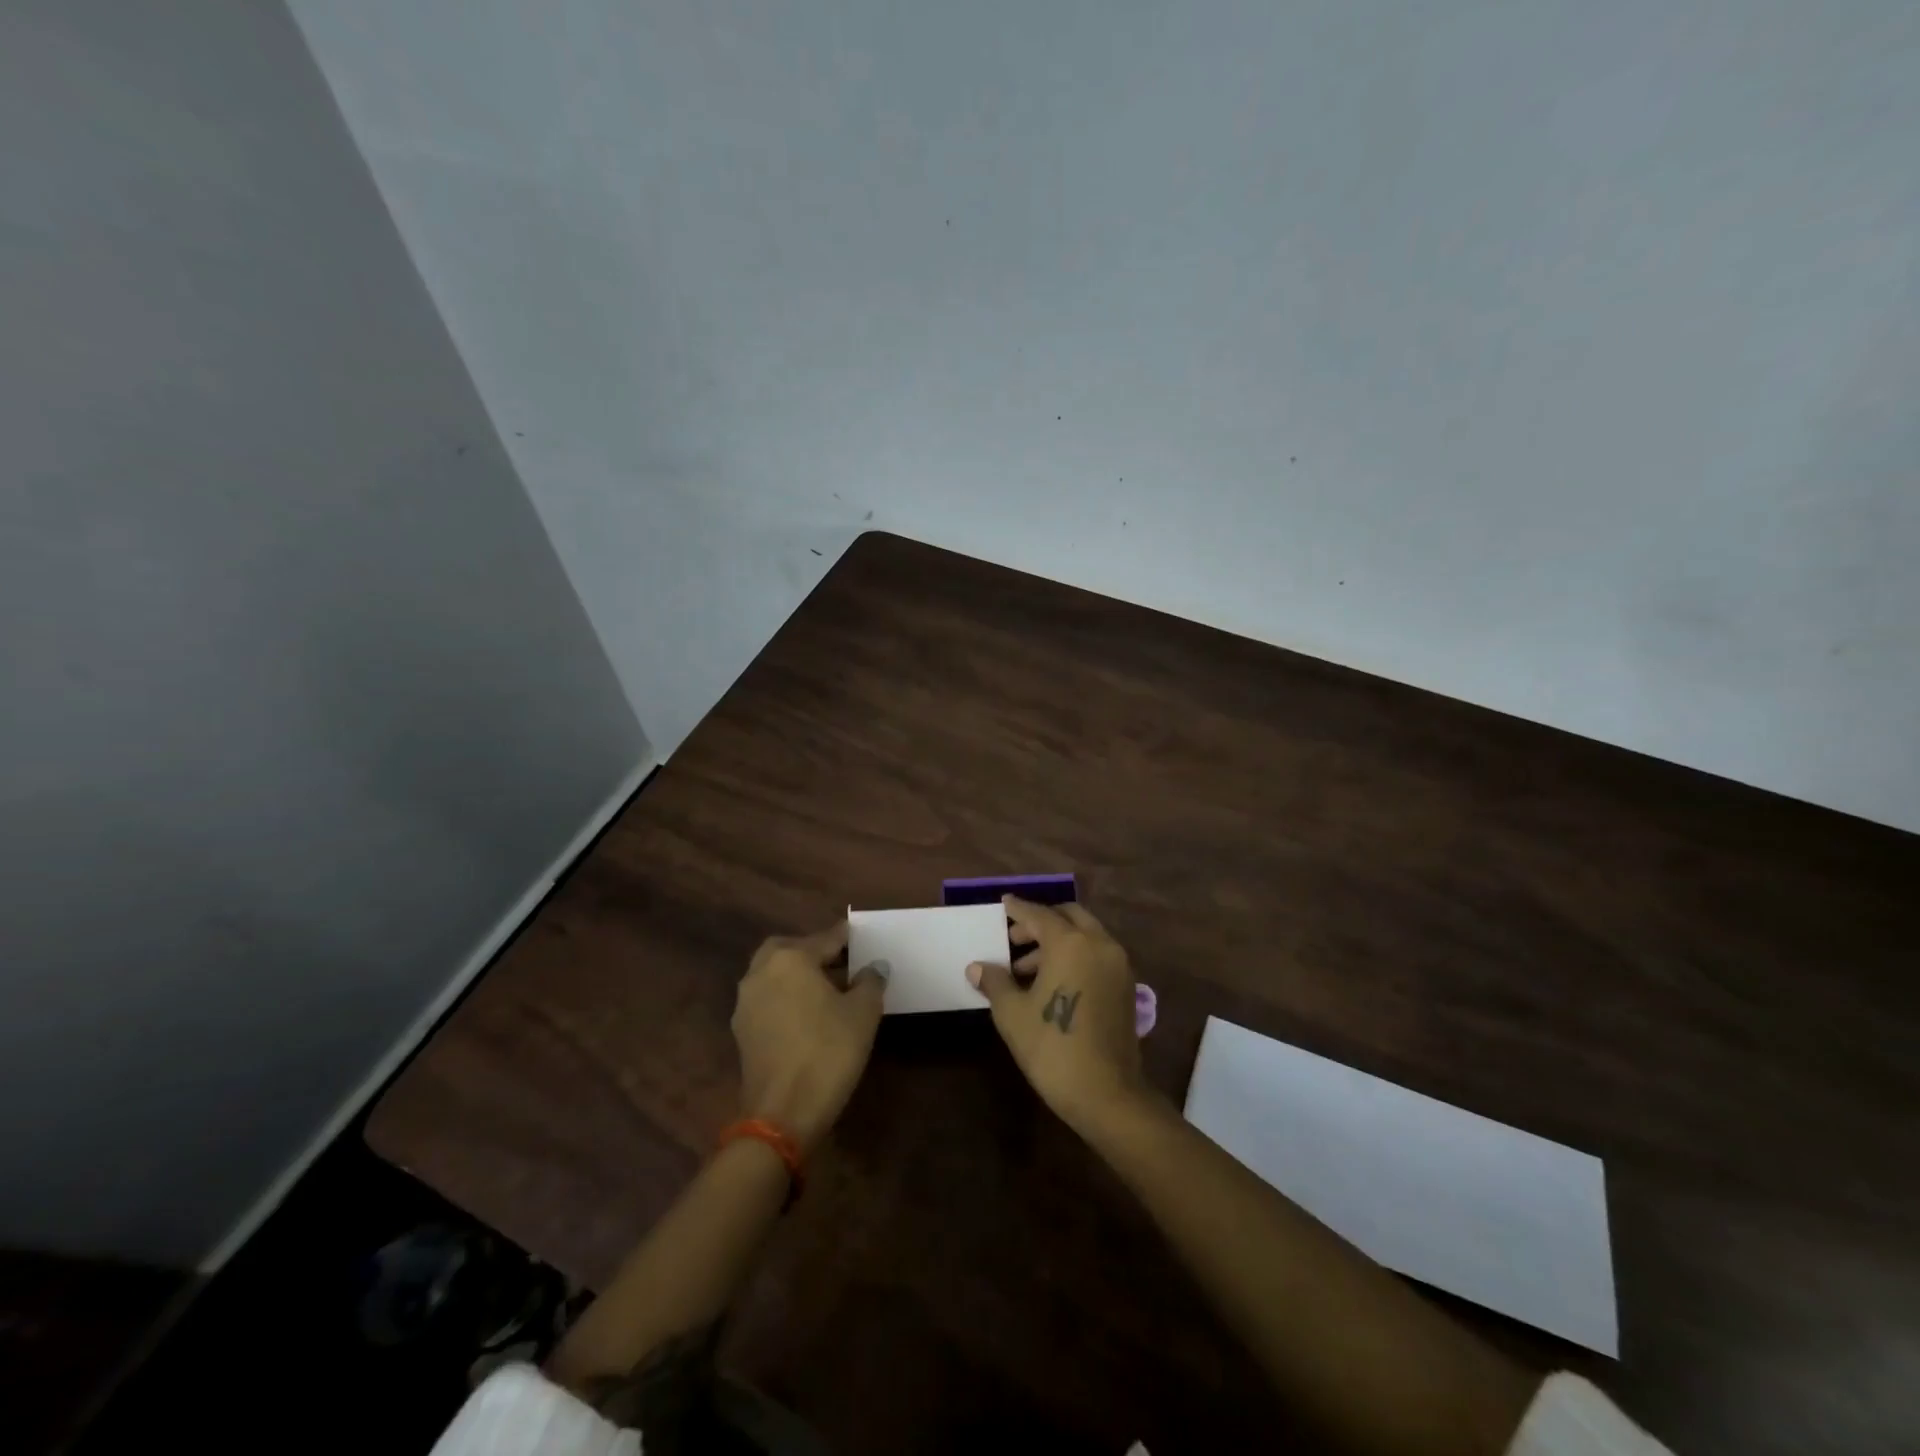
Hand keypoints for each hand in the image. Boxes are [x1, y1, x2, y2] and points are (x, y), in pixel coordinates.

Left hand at [733, 923, 884, 1153]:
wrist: (783, 1113)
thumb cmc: (828, 1052)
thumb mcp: (863, 1013)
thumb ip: (870, 981)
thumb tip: (874, 966)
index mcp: (790, 958)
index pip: (825, 938)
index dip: (847, 938)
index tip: (862, 938)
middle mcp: (761, 972)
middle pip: (789, 949)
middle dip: (813, 951)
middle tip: (840, 963)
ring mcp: (746, 1002)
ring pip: (774, 974)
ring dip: (797, 975)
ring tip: (828, 991)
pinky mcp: (742, 1031)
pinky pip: (768, 999)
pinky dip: (786, 997)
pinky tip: (808, 1015)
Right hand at [967, 896, 1144, 1131]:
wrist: (1107, 1094)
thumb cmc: (1052, 1048)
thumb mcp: (1013, 1014)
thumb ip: (996, 982)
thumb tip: (977, 967)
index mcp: (1070, 943)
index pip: (1039, 914)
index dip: (1018, 909)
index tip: (1004, 903)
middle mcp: (1099, 944)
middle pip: (1068, 917)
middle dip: (1041, 923)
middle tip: (1014, 940)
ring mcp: (1117, 965)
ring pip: (1085, 935)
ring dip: (1057, 941)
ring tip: (1026, 970)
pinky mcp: (1126, 986)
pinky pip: (1097, 954)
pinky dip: (1076, 955)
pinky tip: (1053, 983)